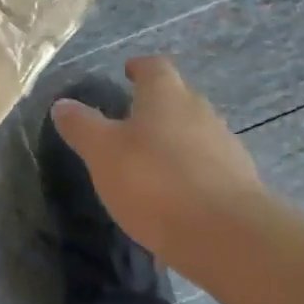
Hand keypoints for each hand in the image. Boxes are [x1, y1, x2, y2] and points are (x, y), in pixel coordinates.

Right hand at [49, 56, 263, 266]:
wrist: (227, 237)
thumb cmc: (154, 182)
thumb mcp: (102, 152)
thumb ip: (82, 126)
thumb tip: (63, 104)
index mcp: (167, 95)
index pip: (154, 67)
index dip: (139, 68)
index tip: (127, 72)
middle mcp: (201, 112)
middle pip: (178, 98)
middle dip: (156, 106)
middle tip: (130, 121)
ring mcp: (225, 148)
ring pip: (195, 133)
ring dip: (174, 141)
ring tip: (150, 162)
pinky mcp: (240, 184)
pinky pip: (208, 168)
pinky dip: (190, 174)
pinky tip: (174, 197)